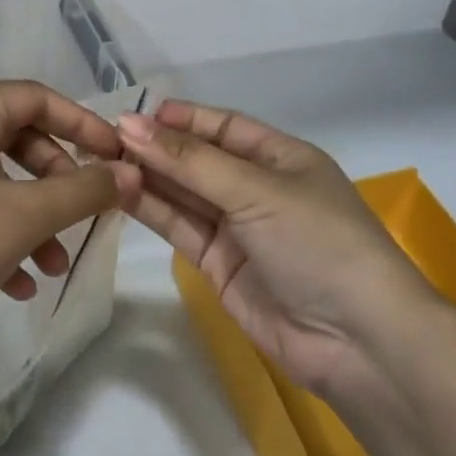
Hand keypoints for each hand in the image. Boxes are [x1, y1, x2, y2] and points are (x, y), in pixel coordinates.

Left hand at [0, 81, 141, 357]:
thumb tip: (130, 174)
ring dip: (27, 219)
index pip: (36, 98)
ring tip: (51, 268)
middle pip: (13, 139)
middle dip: (55, 184)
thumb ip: (84, 191)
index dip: (84, 125)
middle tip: (81, 219)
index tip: (116, 157)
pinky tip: (13, 283)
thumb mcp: (26, 218)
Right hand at [117, 100, 447, 397]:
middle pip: (198, 160)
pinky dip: (151, 211)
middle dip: (156, 149)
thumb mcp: (256, 190)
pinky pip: (180, 228)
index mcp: (282, 158)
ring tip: (99, 163)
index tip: (132, 114)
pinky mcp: (218, 265)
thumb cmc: (317, 243)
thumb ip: (189, 160)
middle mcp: (257, 188)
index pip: (224, 126)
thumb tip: (128, 123)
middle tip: (102, 139)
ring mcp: (237, 229)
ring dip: (147, 178)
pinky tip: (118, 193)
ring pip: (184, 194)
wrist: (356, 341)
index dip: (181, 118)